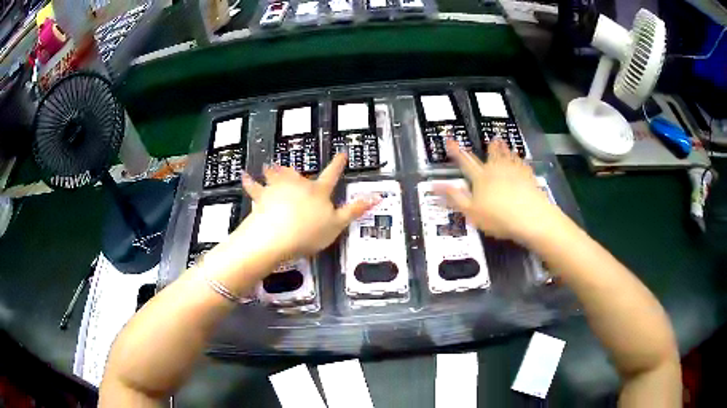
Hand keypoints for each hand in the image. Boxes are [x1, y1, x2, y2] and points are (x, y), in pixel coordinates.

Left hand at [236, 154, 378, 261]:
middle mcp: (297, 185)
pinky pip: (253, 187)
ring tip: (268, 165)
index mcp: (318, 191)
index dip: (338, 164)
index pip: (332, 174)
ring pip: (275, 175)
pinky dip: (249, 181)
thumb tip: (378, 196)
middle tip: (290, 167)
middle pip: (297, 173)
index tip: (342, 153)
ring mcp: (277, 188)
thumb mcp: (337, 224)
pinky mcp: (261, 197)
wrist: (277, 235)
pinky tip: (244, 175)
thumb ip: (355, 210)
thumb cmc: (309, 232)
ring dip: (273, 170)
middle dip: (295, 170)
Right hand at [436, 139, 562, 243]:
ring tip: (502, 141)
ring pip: (507, 156)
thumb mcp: (471, 211)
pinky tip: (520, 159)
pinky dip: (519, 160)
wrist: (529, 217)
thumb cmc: (497, 217)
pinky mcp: (528, 177)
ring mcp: (514, 172)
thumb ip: (454, 197)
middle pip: (492, 155)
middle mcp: (497, 170)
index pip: (465, 162)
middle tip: (491, 138)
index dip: (456, 152)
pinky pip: (522, 165)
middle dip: (490, 147)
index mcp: (481, 178)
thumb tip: (435, 185)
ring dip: (504, 148)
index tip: (450, 140)